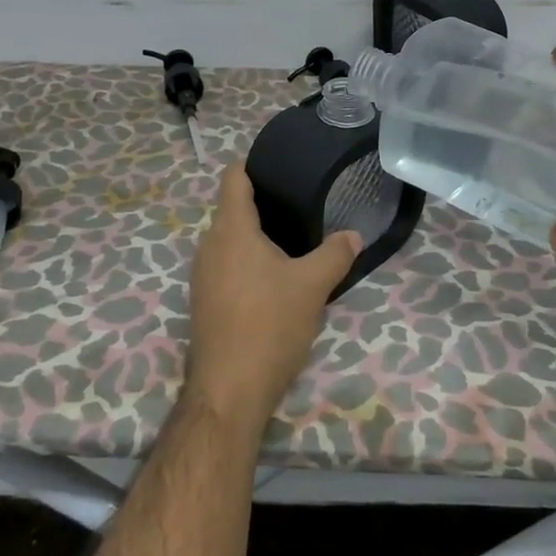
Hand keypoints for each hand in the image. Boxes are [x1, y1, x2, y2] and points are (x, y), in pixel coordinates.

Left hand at [185, 163, 361, 428]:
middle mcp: (209, 245)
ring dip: (256, 237)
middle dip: (263, 204)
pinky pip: (226, 265)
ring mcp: (202, 275)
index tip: (281, 166)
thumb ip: (336, 254)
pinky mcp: (204, 301)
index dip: (254, 164)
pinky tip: (274, 279)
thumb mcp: (313, 286)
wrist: (228, 390)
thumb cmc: (269, 325)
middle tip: (301, 206)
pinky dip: (247, 262)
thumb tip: (353, 234)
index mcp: (231, 230)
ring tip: (293, 241)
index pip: (233, 177)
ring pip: (229, 240)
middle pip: (233, 208)